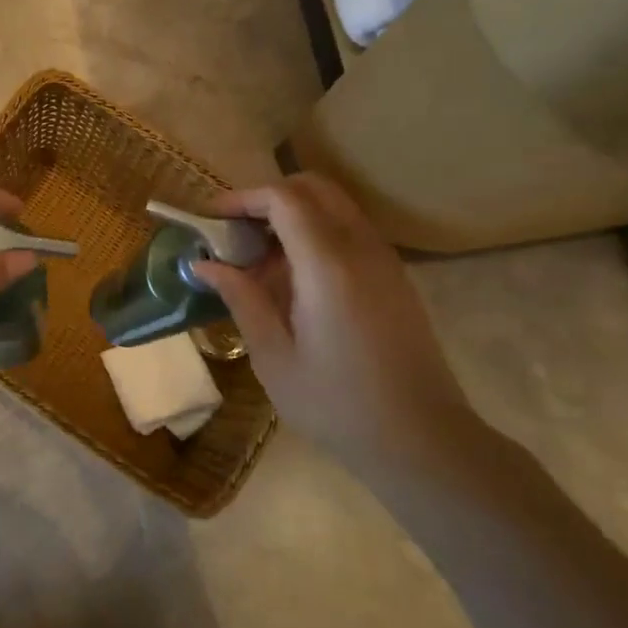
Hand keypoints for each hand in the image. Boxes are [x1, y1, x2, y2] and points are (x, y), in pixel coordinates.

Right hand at [192, 174, 475, 471]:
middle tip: (234, 231)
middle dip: (268, 197)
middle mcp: (361, 248)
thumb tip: (205, 264)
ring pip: (335, 206)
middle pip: (313, 187)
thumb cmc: (337, 404)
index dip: (243, 198)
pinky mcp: (394, 277)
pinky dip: (315, 233)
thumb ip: (241, 299)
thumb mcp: (274, 357)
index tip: (211, 219)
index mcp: (327, 264)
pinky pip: (350, 231)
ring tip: (259, 257)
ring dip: (293, 214)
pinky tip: (294, 279)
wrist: (421, 440)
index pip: (283, 198)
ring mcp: (384, 260)